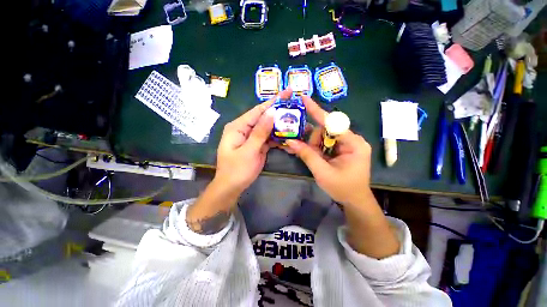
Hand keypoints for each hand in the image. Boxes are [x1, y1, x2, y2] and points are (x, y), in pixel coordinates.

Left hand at [215, 89, 292, 193]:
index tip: (288, 92)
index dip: (274, 101)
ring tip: (297, 121)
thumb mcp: (249, 151)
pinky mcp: (257, 145)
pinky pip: (269, 138)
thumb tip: (271, 112)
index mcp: (238, 126)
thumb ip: (260, 132)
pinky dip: (278, 137)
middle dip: (280, 113)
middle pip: (264, 118)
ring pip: (268, 128)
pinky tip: (289, 135)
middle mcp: (245, 129)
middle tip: (297, 107)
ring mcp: (252, 137)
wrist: (232, 187)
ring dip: (281, 126)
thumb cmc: (237, 170)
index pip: (258, 110)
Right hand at [285, 96, 371, 205]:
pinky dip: (316, 147)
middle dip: (313, 139)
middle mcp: (352, 140)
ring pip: (324, 136)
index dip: (317, 111)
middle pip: (327, 129)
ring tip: (311, 156)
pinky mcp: (342, 148)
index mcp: (353, 144)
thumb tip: (290, 141)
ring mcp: (347, 144)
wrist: (354, 200)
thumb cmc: (342, 188)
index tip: (304, 99)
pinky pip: (326, 142)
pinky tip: (312, 153)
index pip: (333, 123)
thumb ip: (307, 155)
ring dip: (314, 145)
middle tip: (305, 150)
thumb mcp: (322, 172)